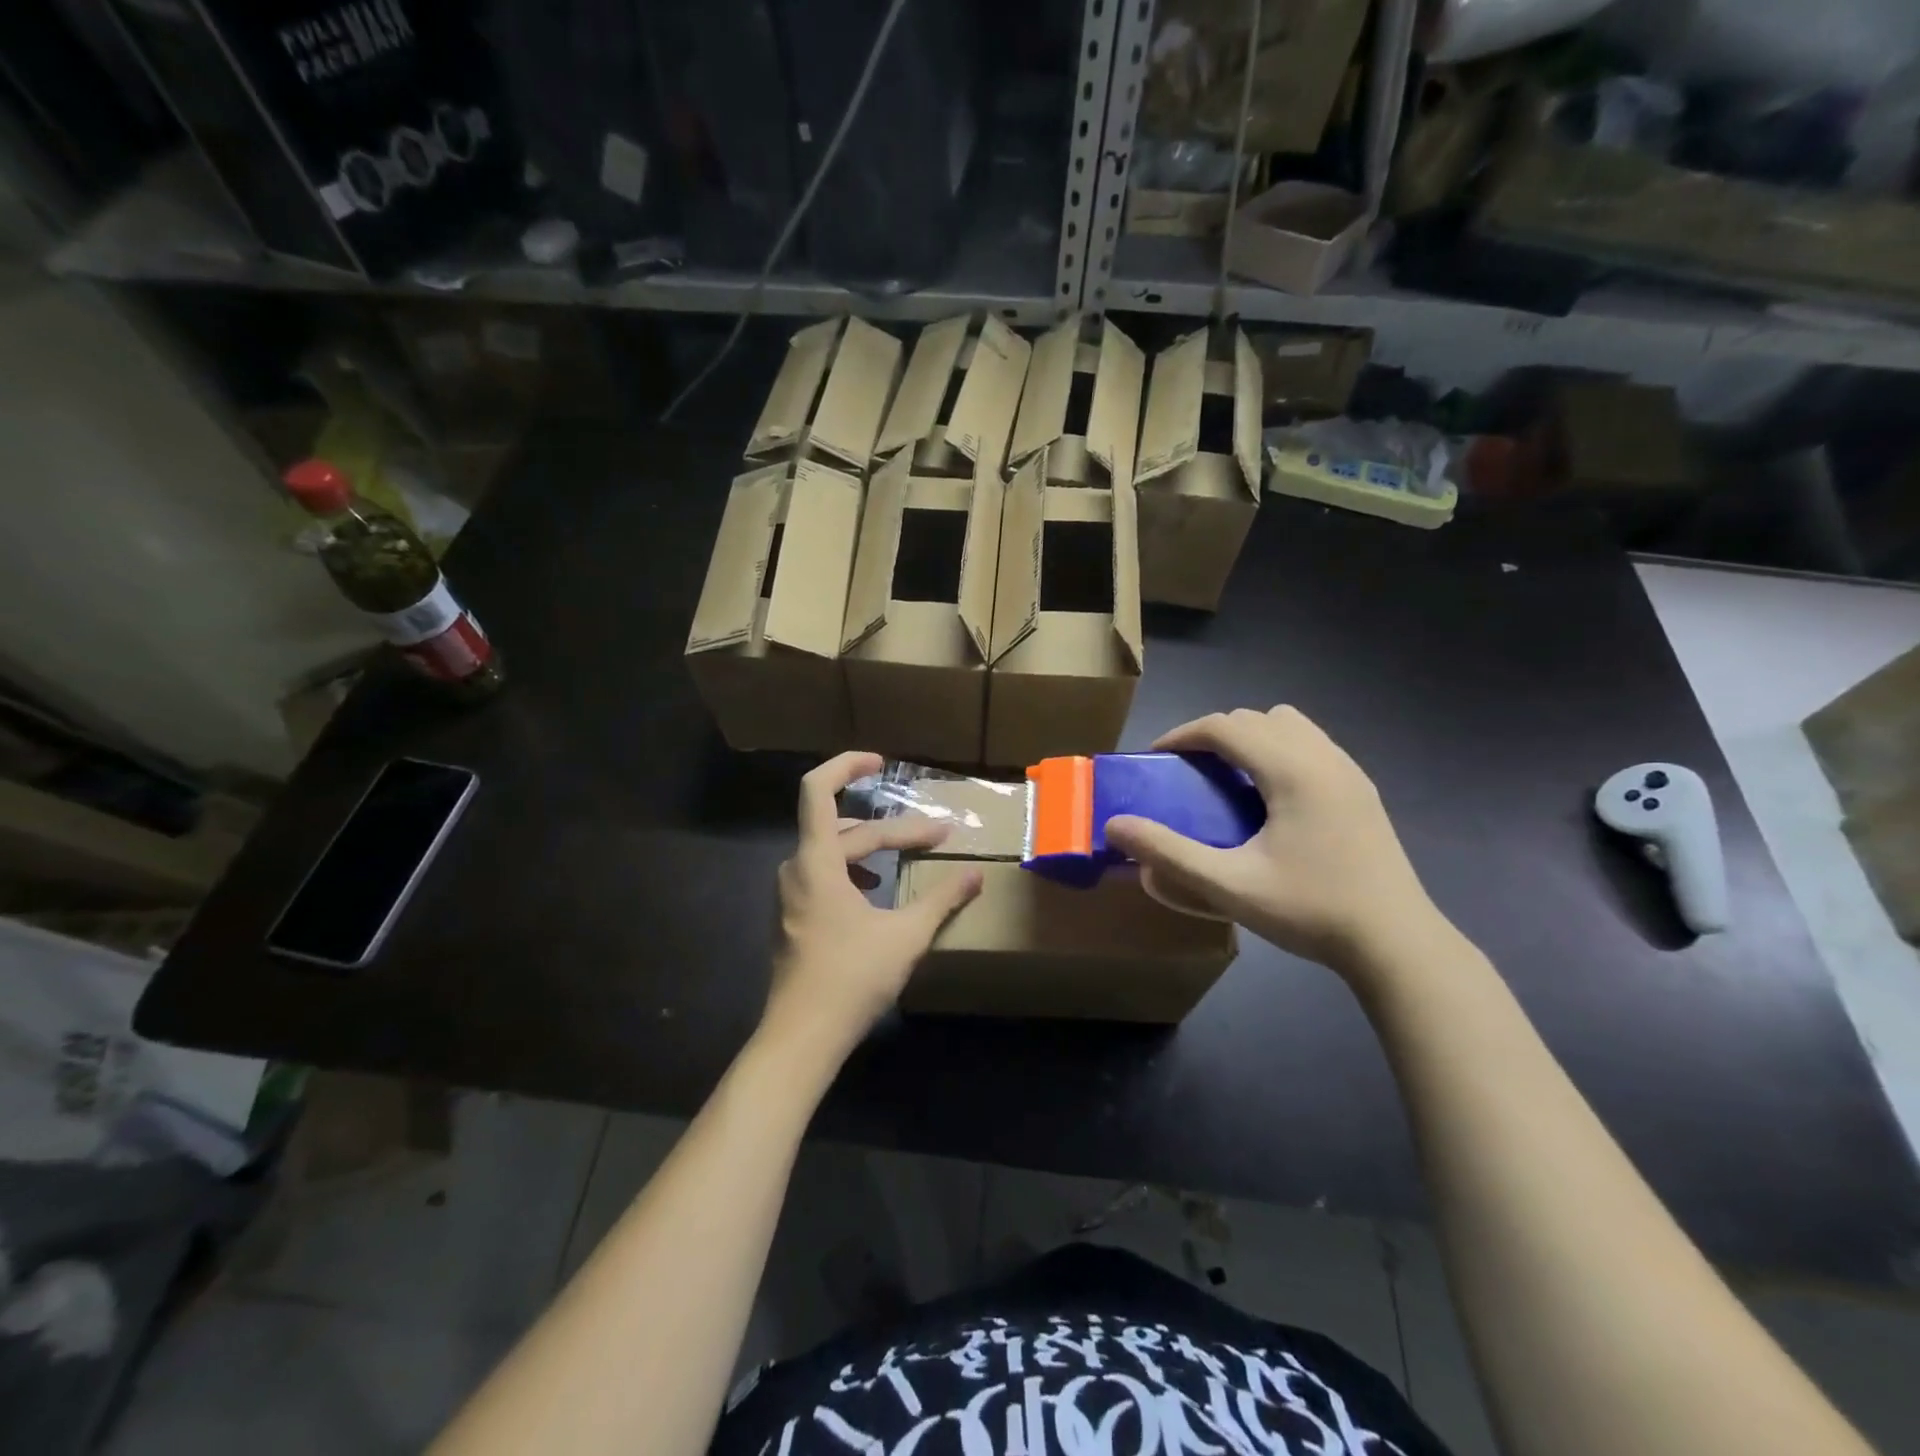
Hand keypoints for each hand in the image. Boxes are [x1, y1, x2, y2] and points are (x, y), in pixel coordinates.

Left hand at [765, 752, 982, 1056]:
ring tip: (909, 855)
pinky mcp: (794, 918)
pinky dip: (855, 871)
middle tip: (939, 837)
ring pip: (835, 853)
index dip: (847, 766)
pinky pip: (825, 875)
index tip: (881, 762)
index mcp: (817, 861)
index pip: (818, 790)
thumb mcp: (906, 935)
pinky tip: (877, 890)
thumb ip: (942, 899)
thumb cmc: (852, 978)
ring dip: (873, 849)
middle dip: (896, 830)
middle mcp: (797, 869)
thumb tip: (977, 874)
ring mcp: (791, 895)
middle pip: (847, 830)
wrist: (802, 1037)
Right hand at [1104, 707, 1439, 979]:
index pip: (1225, 726)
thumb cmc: (1311, 910)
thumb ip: (1170, 853)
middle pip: (1256, 718)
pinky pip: (1311, 745)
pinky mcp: (1361, 790)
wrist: (1396, 943)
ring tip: (1230, 779)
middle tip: (1188, 772)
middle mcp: (1322, 757)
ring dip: (1251, 738)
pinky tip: (1271, 799)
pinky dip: (1279, 751)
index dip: (1183, 734)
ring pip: (1289, 725)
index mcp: (1291, 771)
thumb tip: (1115, 826)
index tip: (1157, 759)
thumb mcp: (1230, 886)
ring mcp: (1348, 771)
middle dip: (1213, 734)